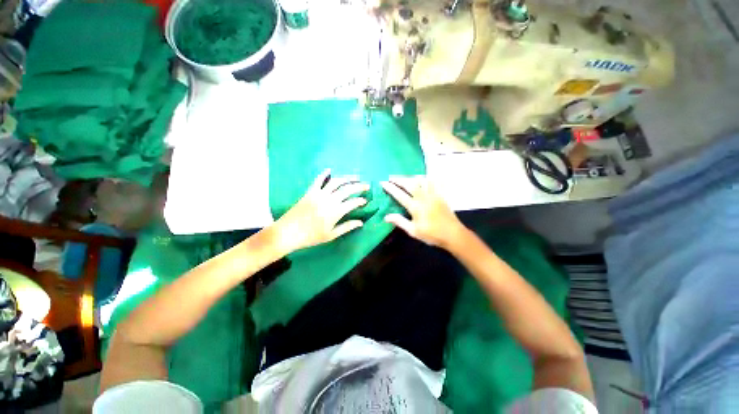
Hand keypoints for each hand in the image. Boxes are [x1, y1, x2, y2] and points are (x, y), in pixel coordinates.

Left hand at [273, 169, 368, 252]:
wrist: (288, 232)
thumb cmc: (311, 237)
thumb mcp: (331, 235)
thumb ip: (346, 227)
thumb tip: (360, 223)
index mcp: (335, 212)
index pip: (353, 202)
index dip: (361, 201)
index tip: (365, 201)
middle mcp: (329, 200)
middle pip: (347, 189)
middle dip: (359, 186)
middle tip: (367, 185)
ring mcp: (319, 194)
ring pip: (336, 182)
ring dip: (347, 178)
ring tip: (355, 177)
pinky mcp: (310, 192)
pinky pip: (318, 180)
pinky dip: (324, 173)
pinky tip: (329, 169)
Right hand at [381, 176, 465, 247]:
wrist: (453, 234)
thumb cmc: (432, 234)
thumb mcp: (413, 231)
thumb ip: (400, 222)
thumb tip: (386, 217)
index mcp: (415, 207)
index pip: (399, 194)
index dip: (390, 188)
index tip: (382, 183)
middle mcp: (423, 197)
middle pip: (409, 184)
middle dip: (399, 179)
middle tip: (391, 177)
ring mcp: (433, 195)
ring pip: (421, 180)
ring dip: (411, 177)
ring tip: (405, 178)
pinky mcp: (441, 195)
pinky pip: (435, 182)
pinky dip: (429, 178)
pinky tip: (425, 177)